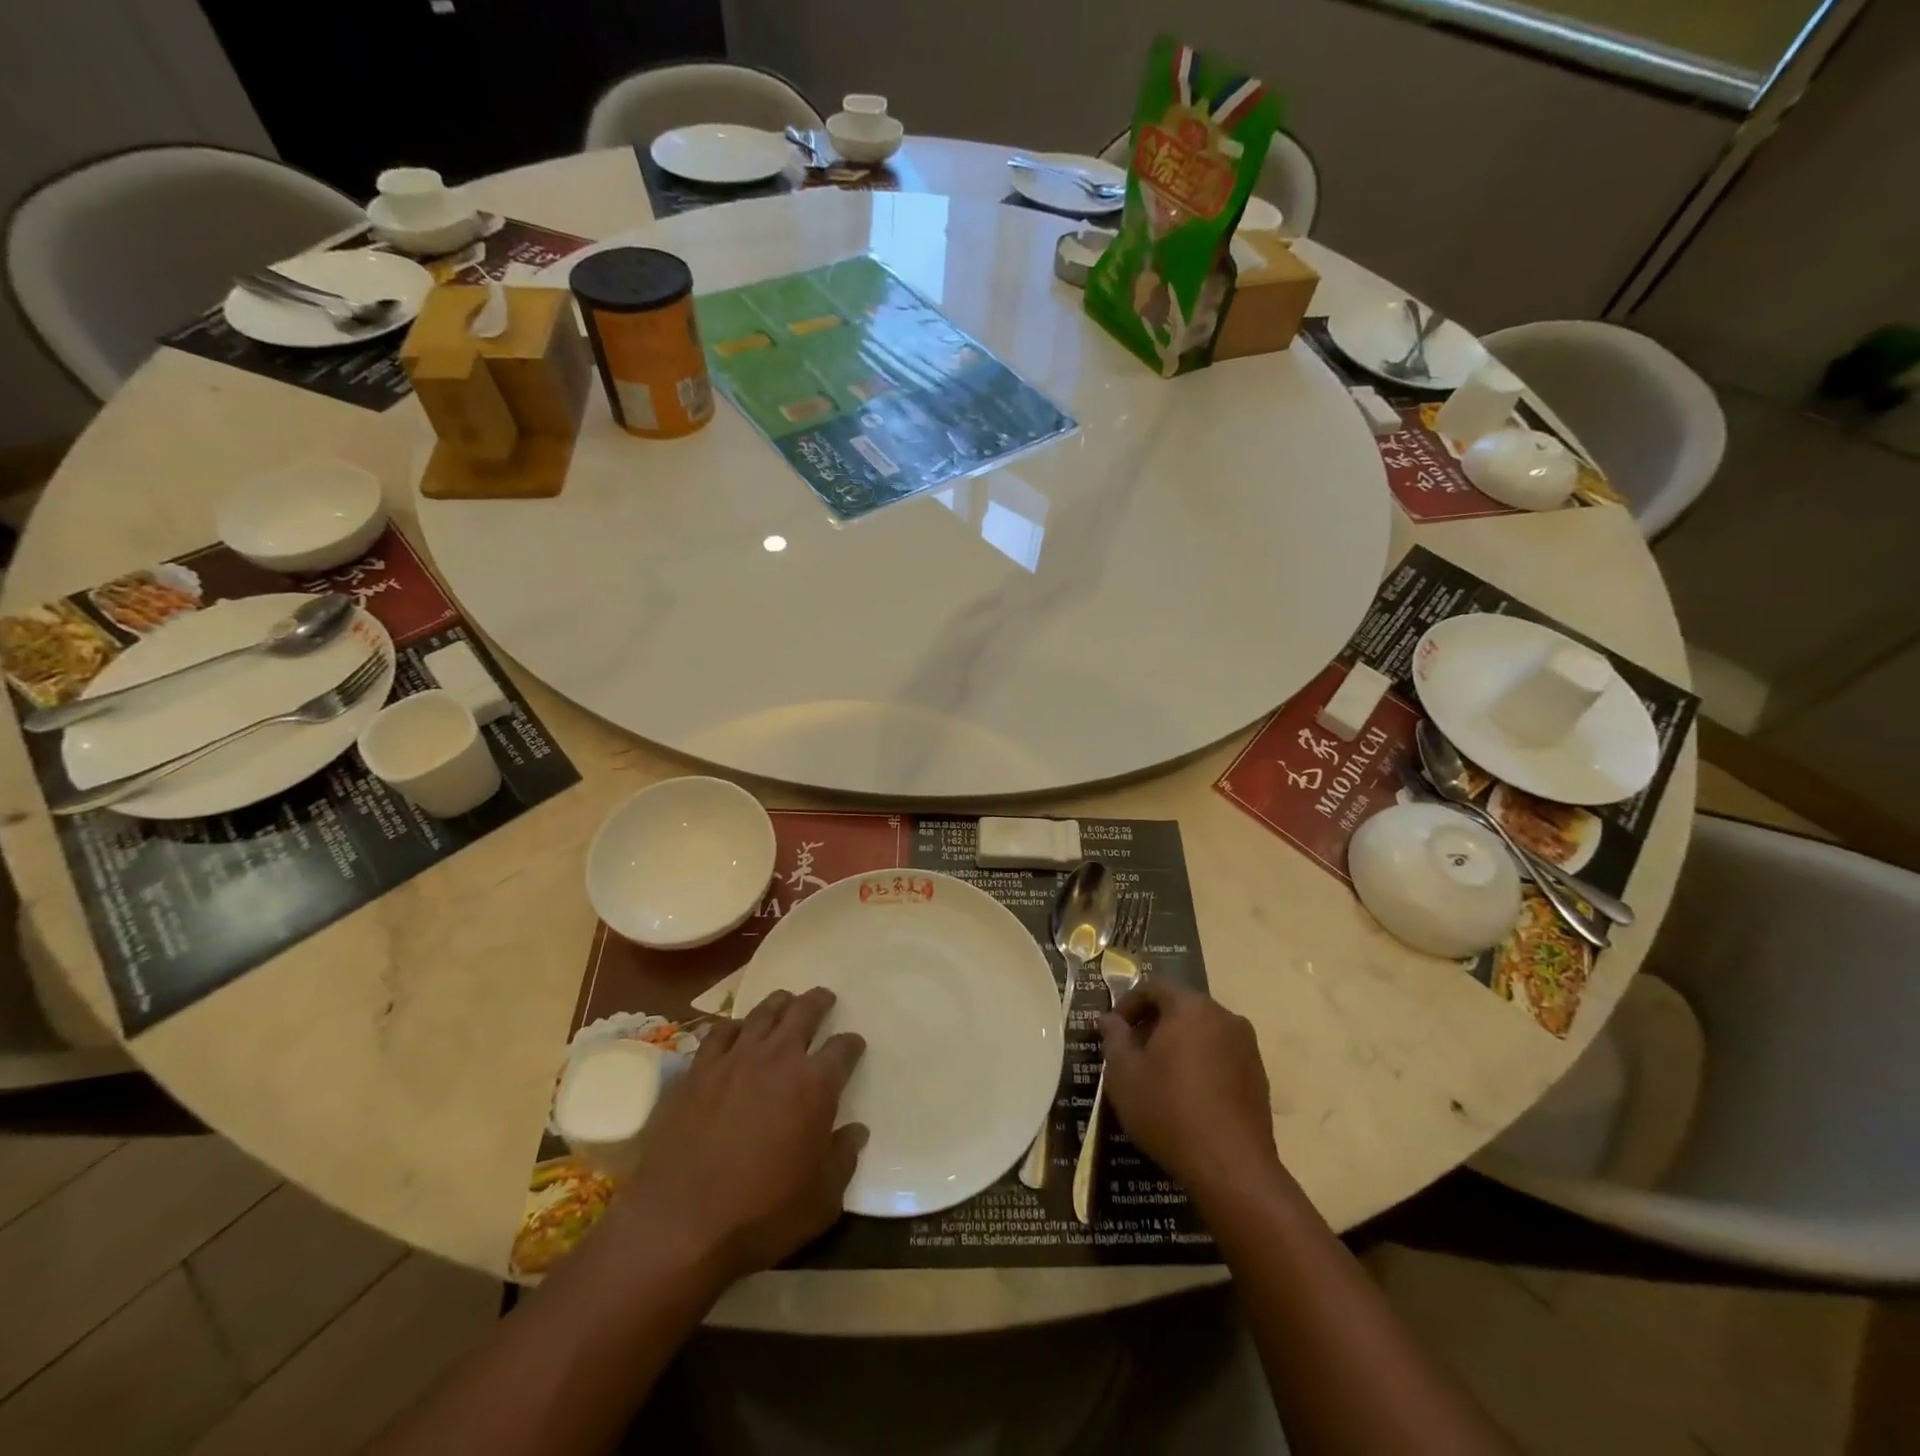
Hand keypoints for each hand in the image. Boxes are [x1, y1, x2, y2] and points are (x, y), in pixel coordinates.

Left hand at [608, 987, 866, 1284]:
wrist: (682, 1222)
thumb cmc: (763, 1213)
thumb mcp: (822, 1199)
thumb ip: (844, 1159)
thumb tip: (856, 1132)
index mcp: (816, 1084)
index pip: (843, 1049)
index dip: (852, 1044)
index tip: (854, 1045)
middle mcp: (779, 1058)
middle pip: (804, 1012)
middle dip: (818, 1002)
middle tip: (824, 999)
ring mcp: (736, 1058)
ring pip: (764, 1012)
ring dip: (780, 1003)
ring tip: (785, 1000)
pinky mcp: (699, 1069)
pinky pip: (721, 1032)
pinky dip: (735, 1026)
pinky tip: (737, 1030)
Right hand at [1099, 978, 1280, 1206]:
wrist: (1232, 1168)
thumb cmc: (1168, 1111)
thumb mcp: (1124, 1074)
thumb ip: (1114, 1038)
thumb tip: (1109, 1019)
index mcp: (1190, 1007)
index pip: (1154, 986)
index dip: (1129, 1002)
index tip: (1114, 1030)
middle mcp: (1224, 1017)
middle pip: (1181, 1006)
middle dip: (1153, 1023)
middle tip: (1132, 1052)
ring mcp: (1247, 1047)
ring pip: (1203, 1031)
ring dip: (1178, 1043)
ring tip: (1158, 1075)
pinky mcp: (1259, 1076)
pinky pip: (1221, 1055)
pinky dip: (1201, 1062)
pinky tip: (1187, 1095)